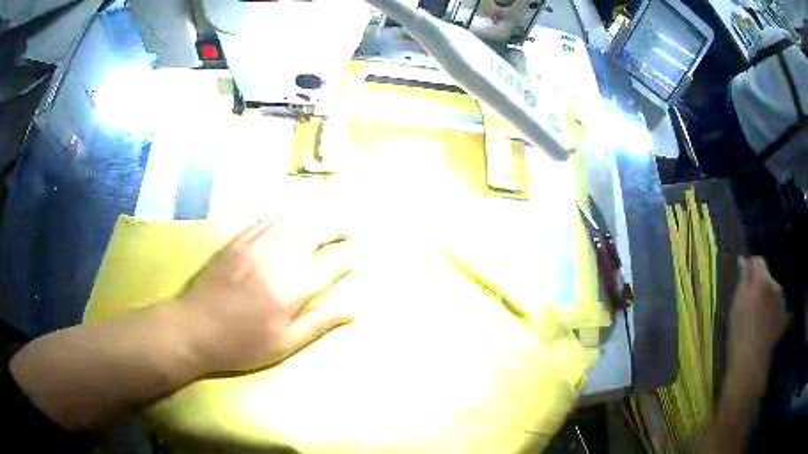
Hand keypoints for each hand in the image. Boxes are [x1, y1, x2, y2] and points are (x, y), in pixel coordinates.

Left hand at [178, 218, 355, 373]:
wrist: (195, 329)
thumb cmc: (241, 344)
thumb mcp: (284, 344)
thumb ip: (319, 322)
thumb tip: (354, 309)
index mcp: (290, 290)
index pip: (327, 267)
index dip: (344, 261)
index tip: (355, 258)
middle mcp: (275, 260)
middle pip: (312, 233)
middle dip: (334, 230)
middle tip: (348, 232)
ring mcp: (254, 246)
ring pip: (291, 222)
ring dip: (312, 220)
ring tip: (326, 223)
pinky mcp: (237, 242)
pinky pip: (266, 221)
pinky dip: (285, 218)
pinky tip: (292, 221)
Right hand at [726, 256, 789, 398]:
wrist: (750, 370)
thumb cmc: (740, 338)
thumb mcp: (736, 307)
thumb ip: (742, 280)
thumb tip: (743, 260)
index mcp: (762, 281)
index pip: (758, 261)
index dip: (750, 269)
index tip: (743, 283)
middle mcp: (775, 286)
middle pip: (767, 275)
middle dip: (759, 284)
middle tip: (749, 305)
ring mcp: (781, 303)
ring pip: (773, 290)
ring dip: (766, 297)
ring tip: (757, 318)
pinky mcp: (783, 317)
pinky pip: (777, 305)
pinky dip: (771, 310)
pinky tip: (765, 327)